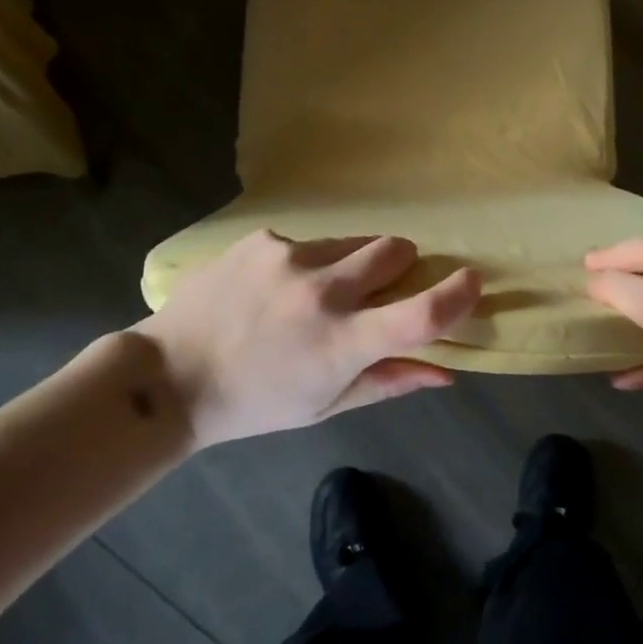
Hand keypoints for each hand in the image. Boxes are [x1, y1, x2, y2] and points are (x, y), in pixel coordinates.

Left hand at [134, 230, 479, 446]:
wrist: (170, 376)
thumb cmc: (255, 403)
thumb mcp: (325, 404)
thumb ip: (389, 381)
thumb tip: (446, 371)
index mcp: (342, 343)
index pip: (421, 313)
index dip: (458, 294)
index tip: (472, 281)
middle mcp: (322, 291)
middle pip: (395, 249)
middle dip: (399, 265)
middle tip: (376, 289)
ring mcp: (289, 257)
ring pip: (352, 242)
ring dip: (350, 263)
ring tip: (311, 294)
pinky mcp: (262, 239)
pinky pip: (307, 241)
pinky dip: (305, 262)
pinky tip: (272, 288)